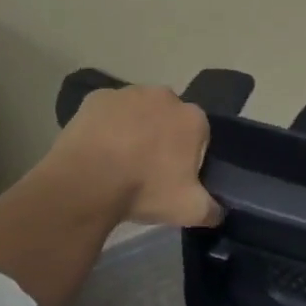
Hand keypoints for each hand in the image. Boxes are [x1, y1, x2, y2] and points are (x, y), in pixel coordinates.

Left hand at [43, 86, 221, 227]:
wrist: (87, 183)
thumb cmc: (144, 190)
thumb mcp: (189, 210)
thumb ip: (212, 210)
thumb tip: (218, 212)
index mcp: (193, 119)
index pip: (199, 135)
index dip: (187, 156)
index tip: (174, 176)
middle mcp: (165, 97)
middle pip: (169, 117)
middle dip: (163, 136)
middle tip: (147, 168)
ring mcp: (129, 93)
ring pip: (138, 110)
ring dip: (135, 127)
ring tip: (119, 160)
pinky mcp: (97, 97)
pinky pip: (108, 111)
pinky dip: (106, 125)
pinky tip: (97, 149)